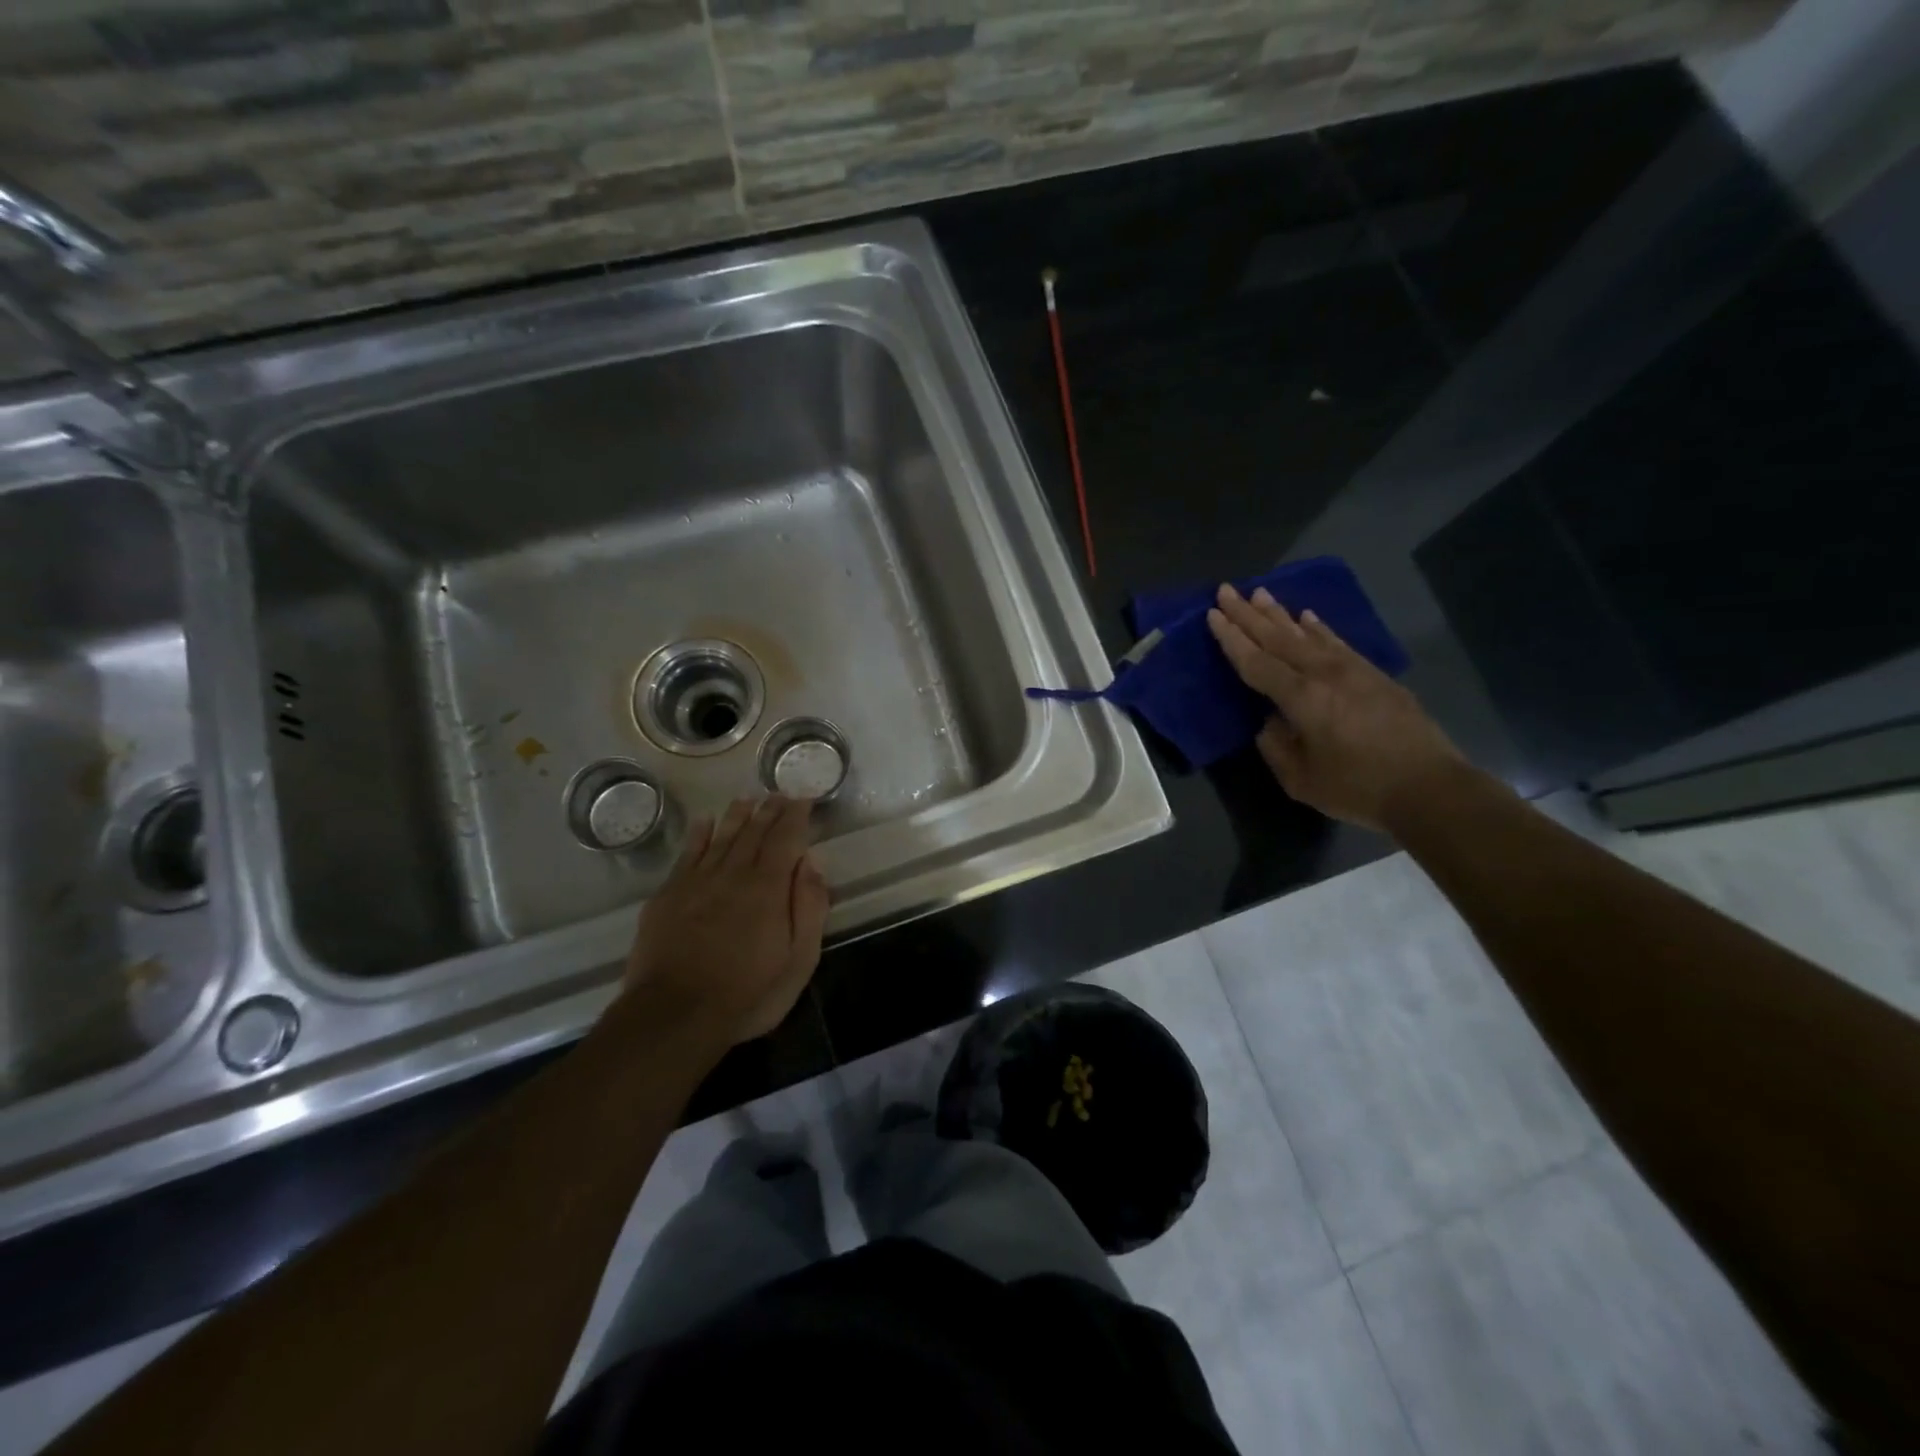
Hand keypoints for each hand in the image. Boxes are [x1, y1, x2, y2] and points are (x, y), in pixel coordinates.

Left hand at [621, 795, 829, 1046]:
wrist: (673, 1015)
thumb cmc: (746, 994)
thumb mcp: (798, 961)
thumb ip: (809, 908)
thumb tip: (811, 863)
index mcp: (768, 888)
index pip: (786, 839)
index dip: (796, 816)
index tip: (804, 798)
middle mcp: (733, 874)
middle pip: (754, 832)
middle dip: (769, 811)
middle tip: (779, 793)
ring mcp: (696, 882)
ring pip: (721, 837)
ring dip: (737, 816)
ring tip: (748, 799)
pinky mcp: (668, 896)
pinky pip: (687, 854)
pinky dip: (699, 835)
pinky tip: (705, 822)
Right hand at [1207, 583, 1465, 830]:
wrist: (1429, 788)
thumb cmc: (1358, 788)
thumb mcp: (1300, 780)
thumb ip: (1276, 747)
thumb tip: (1270, 722)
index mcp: (1302, 699)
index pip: (1256, 662)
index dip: (1232, 639)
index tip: (1212, 615)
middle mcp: (1324, 674)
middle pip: (1279, 638)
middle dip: (1249, 614)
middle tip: (1227, 591)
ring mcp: (1352, 670)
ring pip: (1307, 634)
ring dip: (1280, 613)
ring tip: (1260, 593)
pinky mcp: (1373, 674)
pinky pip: (1337, 642)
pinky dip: (1319, 628)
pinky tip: (1308, 616)